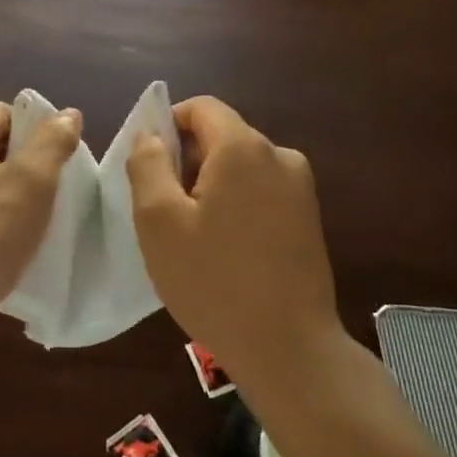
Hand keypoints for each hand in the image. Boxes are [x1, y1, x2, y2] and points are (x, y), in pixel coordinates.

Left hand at [0, 102, 82, 357]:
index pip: (3, 112)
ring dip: (16, 200)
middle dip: (29, 166)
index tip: (59, 156)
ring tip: (42, 223)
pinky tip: (15, 251)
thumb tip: (68, 114)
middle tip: (58, 191)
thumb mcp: (31, 182)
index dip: (34, 126)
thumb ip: (52, 143)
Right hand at [127, 98, 341, 393]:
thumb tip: (150, 134)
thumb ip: (147, 164)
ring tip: (194, 236)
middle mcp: (279, 155)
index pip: (201, 108)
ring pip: (240, 166)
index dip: (168, 126)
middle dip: (188, 161)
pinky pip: (261, 191)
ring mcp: (300, 187)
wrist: (289, 349)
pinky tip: (225, 249)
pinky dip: (236, 204)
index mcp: (244, 147)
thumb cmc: (214, 281)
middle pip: (221, 136)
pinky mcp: (309, 217)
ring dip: (211, 185)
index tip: (149, 168)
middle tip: (165, 211)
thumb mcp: (159, 221)